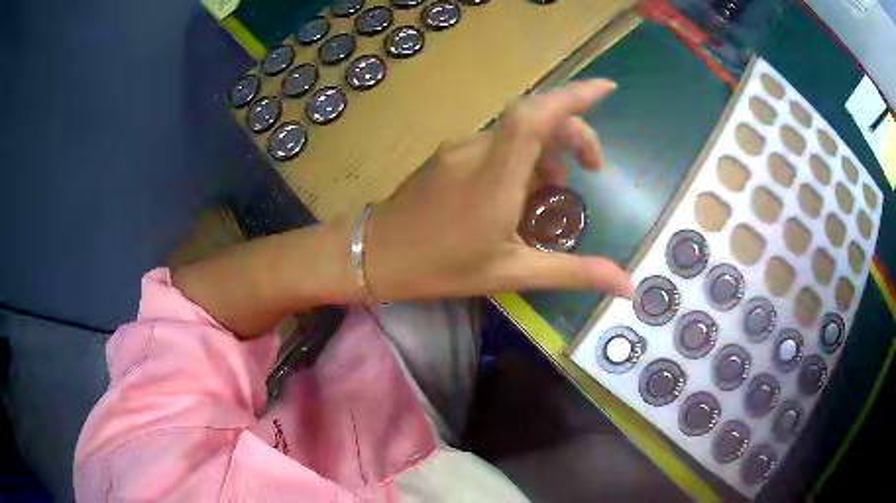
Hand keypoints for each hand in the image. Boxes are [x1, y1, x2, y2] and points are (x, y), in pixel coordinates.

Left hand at [365, 79, 633, 300]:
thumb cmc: (441, 268)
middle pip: (536, 119)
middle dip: (574, 135)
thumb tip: (627, 285)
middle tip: (593, 169)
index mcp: (495, 179)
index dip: (573, 96)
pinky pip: (497, 145)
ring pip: (517, 134)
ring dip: (548, 154)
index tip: (607, 88)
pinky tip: (519, 195)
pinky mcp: (449, 154)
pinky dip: (522, 161)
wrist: (374, 255)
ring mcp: (459, 149)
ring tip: (553, 196)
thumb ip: (573, 274)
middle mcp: (477, 151)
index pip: (535, 117)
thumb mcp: (512, 274)